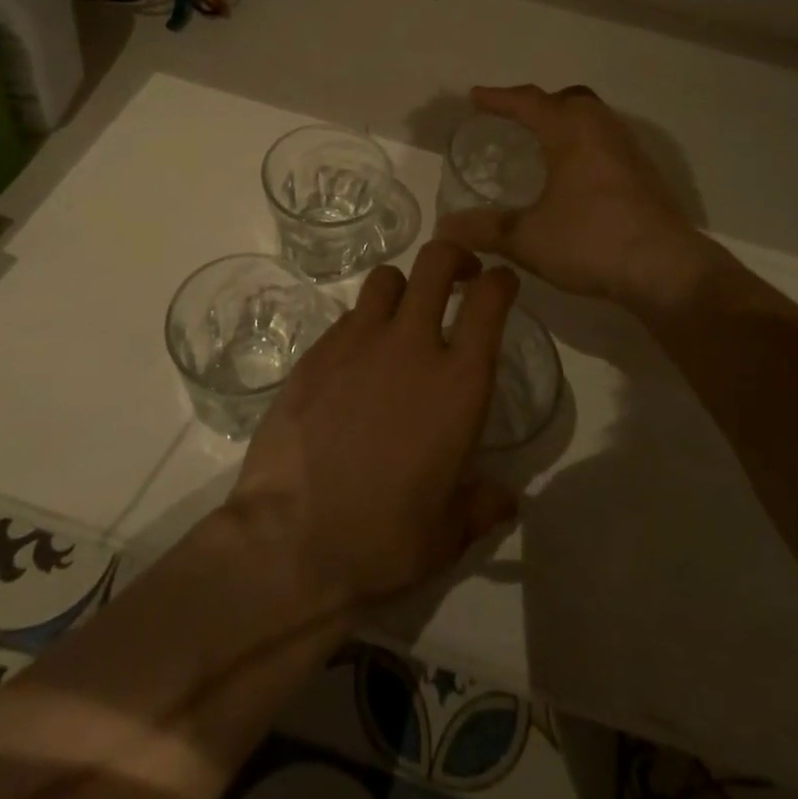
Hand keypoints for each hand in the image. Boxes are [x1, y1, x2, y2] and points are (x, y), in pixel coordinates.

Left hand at [222, 241, 520, 614]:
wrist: (291, 542)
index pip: (489, 301)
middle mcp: (411, 345)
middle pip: (435, 262)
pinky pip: (347, 317)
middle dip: (453, 256)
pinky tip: (357, 361)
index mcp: (458, 383)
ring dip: (404, 287)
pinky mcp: (315, 352)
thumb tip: (506, 499)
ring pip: (386, 278)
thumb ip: (482, 505)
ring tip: (403, 314)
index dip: (500, 281)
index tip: (501, 282)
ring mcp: (357, 342)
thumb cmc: (383, 540)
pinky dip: (362, 325)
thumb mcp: (448, 534)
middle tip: (459, 274)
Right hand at [435, 84, 709, 307]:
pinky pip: (605, 139)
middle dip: (536, 103)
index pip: (527, 102)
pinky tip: (574, 173)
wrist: (667, 270)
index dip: (498, 98)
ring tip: (541, 141)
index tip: (474, 97)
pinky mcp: (644, 172)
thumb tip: (444, 229)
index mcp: (570, 131)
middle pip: (566, 99)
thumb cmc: (592, 242)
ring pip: (592, 117)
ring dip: (564, 120)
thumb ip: (484, 229)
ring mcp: (628, 149)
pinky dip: (583, 141)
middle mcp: (601, 129)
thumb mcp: (528, 239)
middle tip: (511, 117)